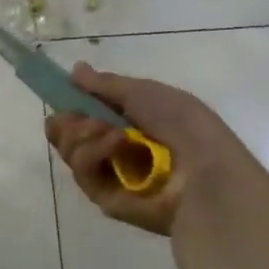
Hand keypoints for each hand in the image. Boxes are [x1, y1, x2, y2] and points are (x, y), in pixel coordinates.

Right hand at [45, 63, 241, 236]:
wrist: (206, 173)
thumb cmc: (183, 125)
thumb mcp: (145, 92)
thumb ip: (106, 84)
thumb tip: (76, 70)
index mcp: (129, 123)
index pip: (85, 114)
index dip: (71, 104)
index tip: (62, 95)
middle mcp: (115, 149)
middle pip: (70, 135)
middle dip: (70, 122)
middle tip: (83, 117)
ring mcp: (110, 175)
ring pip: (71, 151)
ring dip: (83, 134)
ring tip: (112, 132)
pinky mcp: (105, 198)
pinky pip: (83, 172)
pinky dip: (93, 154)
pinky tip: (115, 144)